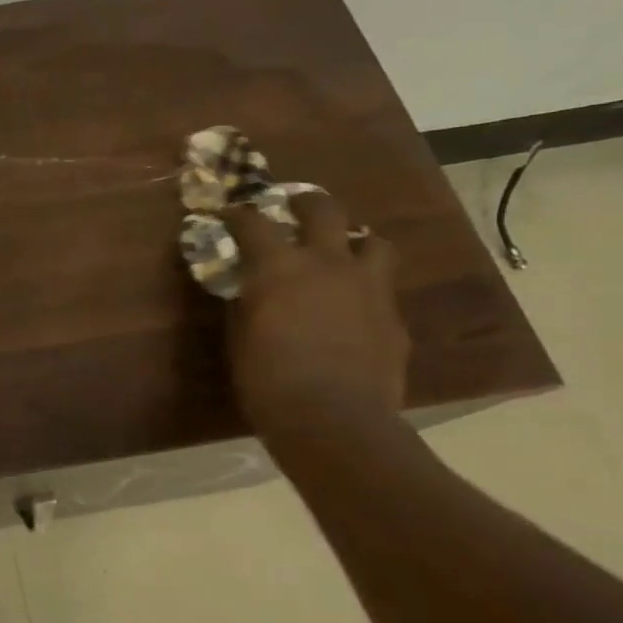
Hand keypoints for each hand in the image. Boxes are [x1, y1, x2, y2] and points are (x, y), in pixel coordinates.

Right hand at [222, 191, 406, 435]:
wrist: (334, 420)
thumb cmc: (267, 378)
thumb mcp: (239, 335)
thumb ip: (245, 301)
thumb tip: (248, 288)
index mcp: (279, 267)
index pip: (254, 222)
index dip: (238, 214)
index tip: (228, 213)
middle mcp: (327, 264)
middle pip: (324, 210)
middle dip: (305, 202)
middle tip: (293, 207)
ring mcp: (369, 288)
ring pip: (372, 241)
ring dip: (353, 241)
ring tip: (339, 253)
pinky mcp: (394, 317)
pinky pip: (381, 288)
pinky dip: (363, 288)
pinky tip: (350, 309)